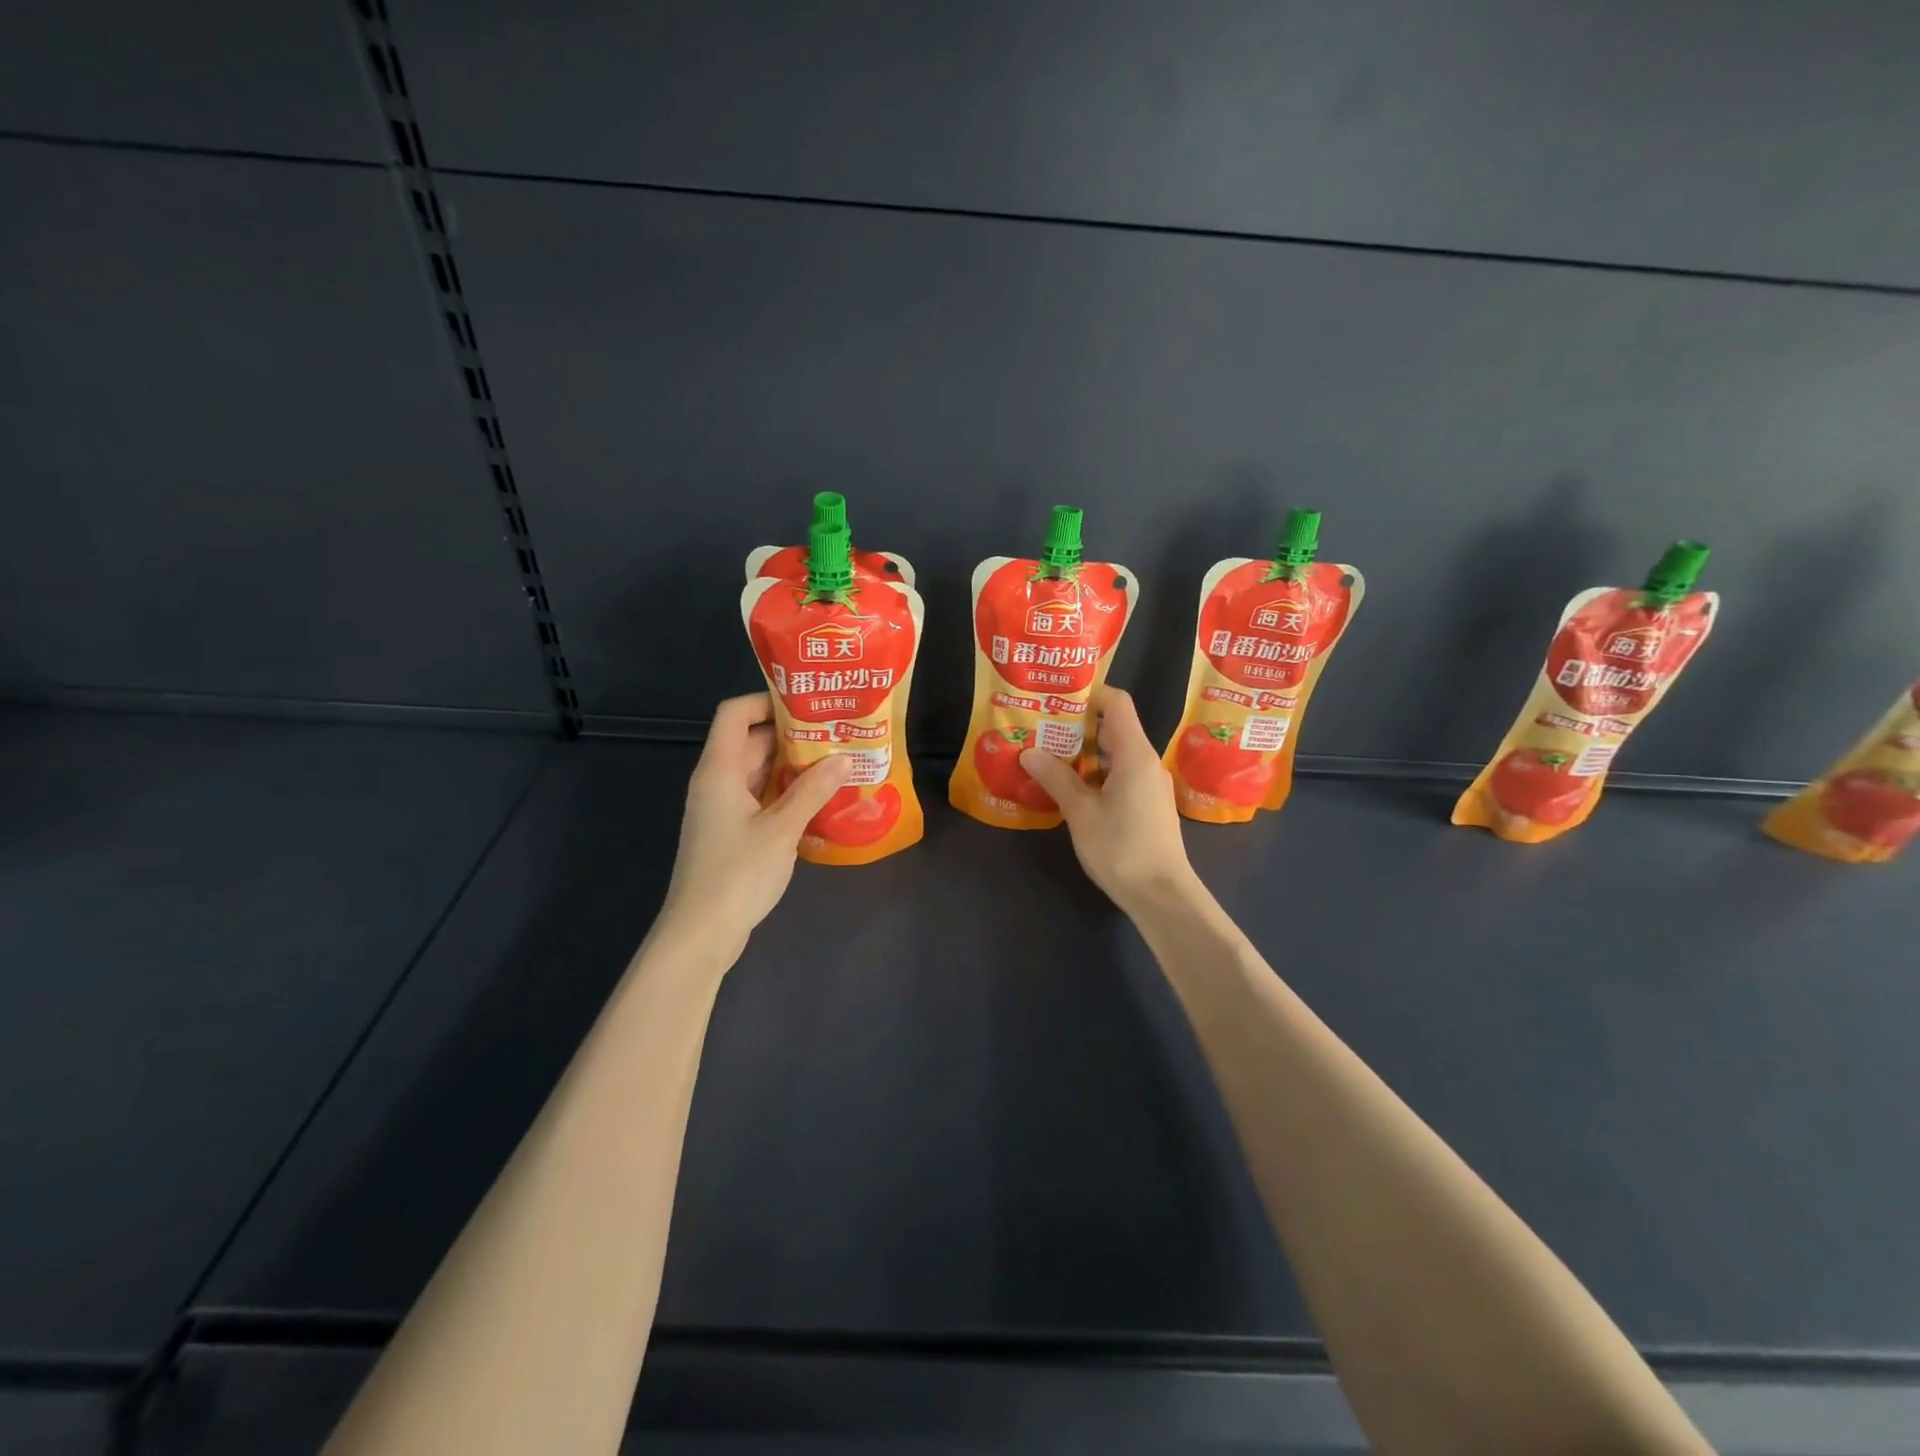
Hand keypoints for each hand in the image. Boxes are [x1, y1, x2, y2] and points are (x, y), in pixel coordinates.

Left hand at [656, 693, 851, 963]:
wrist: (701, 933)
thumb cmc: (737, 874)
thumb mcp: (781, 829)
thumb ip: (813, 790)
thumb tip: (845, 757)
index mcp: (720, 770)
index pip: (735, 714)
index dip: (767, 701)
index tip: (808, 704)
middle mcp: (717, 782)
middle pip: (751, 742)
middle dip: (793, 735)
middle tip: (837, 733)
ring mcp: (722, 809)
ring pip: (759, 772)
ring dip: (793, 767)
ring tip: (837, 763)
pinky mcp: (730, 832)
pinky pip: (760, 798)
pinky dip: (786, 793)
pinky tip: (819, 801)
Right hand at [1020, 686, 1200, 915]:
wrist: (1162, 895)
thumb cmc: (1121, 848)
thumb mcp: (1081, 813)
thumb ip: (1056, 778)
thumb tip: (1029, 751)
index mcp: (1135, 754)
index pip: (1117, 703)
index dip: (1090, 694)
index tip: (1057, 698)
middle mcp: (1147, 762)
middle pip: (1114, 727)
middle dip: (1078, 725)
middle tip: (1042, 727)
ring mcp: (1150, 784)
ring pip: (1116, 754)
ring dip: (1085, 753)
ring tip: (1049, 756)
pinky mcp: (1149, 805)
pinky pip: (1122, 775)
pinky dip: (1097, 774)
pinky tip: (1070, 788)